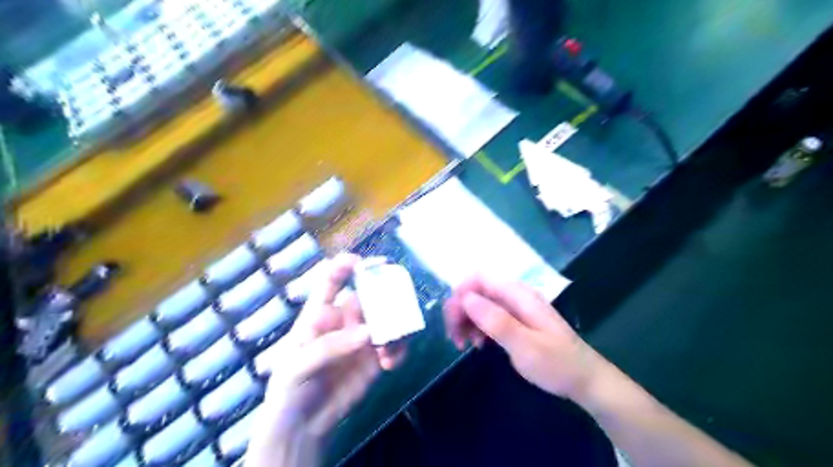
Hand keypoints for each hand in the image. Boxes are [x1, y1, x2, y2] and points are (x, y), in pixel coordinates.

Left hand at [248, 255, 401, 466]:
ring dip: (395, 326)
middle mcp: (345, 319)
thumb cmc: (290, 388)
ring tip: (390, 346)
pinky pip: (395, 345)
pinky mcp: (376, 357)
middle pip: (368, 297)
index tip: (361, 263)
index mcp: (320, 313)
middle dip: (383, 299)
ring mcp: (363, 338)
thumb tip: (368, 333)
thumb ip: (330, 347)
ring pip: (387, 319)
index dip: (344, 266)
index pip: (331, 281)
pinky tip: (390, 364)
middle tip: (393, 309)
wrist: (303, 426)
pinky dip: (399, 349)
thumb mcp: (297, 366)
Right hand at [446, 278, 602, 400]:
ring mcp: (516, 308)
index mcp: (518, 295)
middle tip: (454, 337)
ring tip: (462, 344)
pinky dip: (477, 327)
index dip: (460, 294)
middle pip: (477, 290)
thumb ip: (495, 320)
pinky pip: (489, 316)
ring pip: (480, 304)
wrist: (586, 381)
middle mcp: (515, 296)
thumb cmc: (557, 364)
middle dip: (460, 310)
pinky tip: (477, 344)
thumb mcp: (524, 346)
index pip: (480, 278)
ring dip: (466, 320)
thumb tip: (466, 298)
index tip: (452, 320)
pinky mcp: (516, 321)